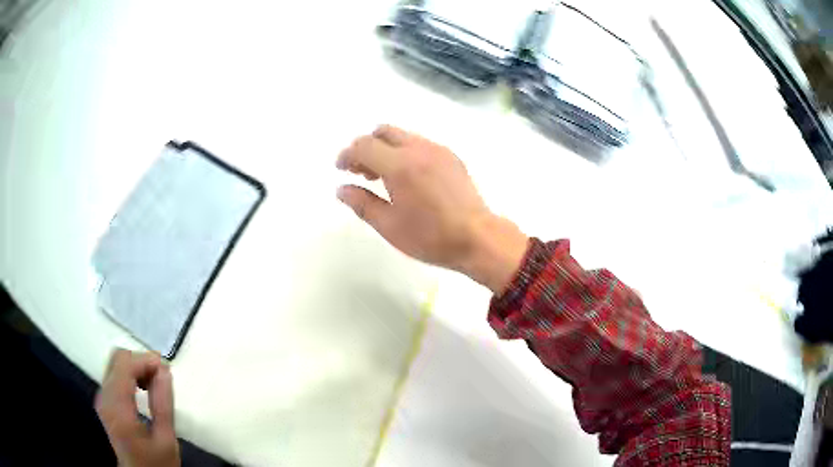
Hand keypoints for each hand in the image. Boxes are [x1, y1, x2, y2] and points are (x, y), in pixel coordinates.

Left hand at [96, 349, 179, 466]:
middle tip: (161, 378)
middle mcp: (104, 397)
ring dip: (136, 369)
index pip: (124, 363)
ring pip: (115, 364)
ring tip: (155, 386)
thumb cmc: (155, 462)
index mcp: (117, 406)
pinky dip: (130, 376)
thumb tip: (164, 370)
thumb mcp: (166, 439)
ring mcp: (102, 398)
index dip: (145, 360)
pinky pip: (114, 375)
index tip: (166, 370)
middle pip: (117, 359)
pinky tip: (144, 390)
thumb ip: (163, 404)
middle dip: (140, 362)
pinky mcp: (104, 401)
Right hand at [336, 125, 527, 293]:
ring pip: (403, 136)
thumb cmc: (431, 237)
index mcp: (400, 166)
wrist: (478, 238)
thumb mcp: (389, 226)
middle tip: (362, 172)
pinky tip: (409, 178)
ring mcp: (438, 150)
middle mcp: (419, 149)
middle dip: (366, 146)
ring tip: (384, 177)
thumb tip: (342, 189)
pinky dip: (405, 152)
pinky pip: (420, 144)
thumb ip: (361, 203)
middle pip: (383, 131)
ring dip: (386, 148)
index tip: (342, 169)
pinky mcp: (452, 157)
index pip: (364, 146)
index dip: (347, 155)